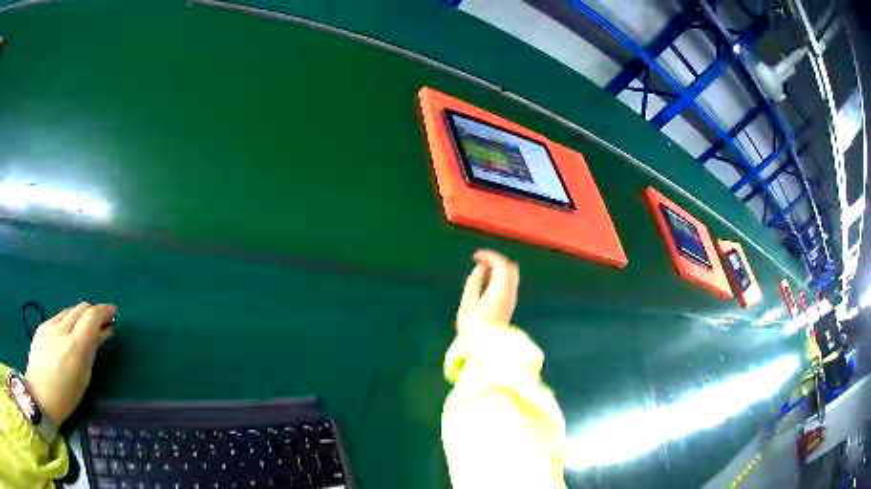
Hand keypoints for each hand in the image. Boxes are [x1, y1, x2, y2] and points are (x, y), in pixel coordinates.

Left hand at [25, 302, 116, 427]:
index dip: (104, 311)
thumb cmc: (65, 397)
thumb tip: (102, 333)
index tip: (113, 312)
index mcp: (75, 345)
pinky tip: (67, 336)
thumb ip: (91, 352)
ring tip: (84, 330)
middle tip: (101, 324)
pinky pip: (58, 318)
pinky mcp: (42, 326)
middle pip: (80, 308)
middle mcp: (62, 329)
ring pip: (69, 311)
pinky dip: (67, 322)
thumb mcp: (83, 378)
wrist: (39, 395)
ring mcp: (50, 325)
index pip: (92, 316)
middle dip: (92, 313)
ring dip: (79, 317)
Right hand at [456, 250, 518, 332]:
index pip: (501, 264)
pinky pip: (508, 284)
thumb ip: (474, 280)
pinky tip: (486, 283)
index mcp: (501, 288)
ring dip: (498, 269)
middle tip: (480, 261)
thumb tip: (480, 269)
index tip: (476, 255)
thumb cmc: (474, 325)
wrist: (485, 346)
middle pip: (510, 267)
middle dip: (496, 260)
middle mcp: (510, 291)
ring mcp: (512, 299)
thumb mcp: (468, 301)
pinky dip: (499, 278)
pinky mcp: (510, 305)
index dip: (489, 255)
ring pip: (511, 276)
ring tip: (481, 272)